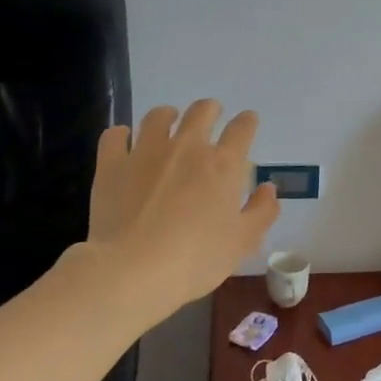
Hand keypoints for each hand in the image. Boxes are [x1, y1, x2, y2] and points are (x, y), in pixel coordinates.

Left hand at [81, 100, 280, 314]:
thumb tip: (268, 188)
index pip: (242, 128)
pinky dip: (121, 134)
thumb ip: (261, 211)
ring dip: (168, 116)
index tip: (248, 123)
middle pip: (202, 111)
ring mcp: (146, 152)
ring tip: (168, 122)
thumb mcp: (242, 242)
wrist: (132, 271)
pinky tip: (124, 141)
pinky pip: (115, 135)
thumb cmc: (196, 259)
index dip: (248, 122)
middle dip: (210, 110)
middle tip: (210, 117)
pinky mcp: (112, 164)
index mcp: (223, 164)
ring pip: (158, 116)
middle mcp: (187, 147)